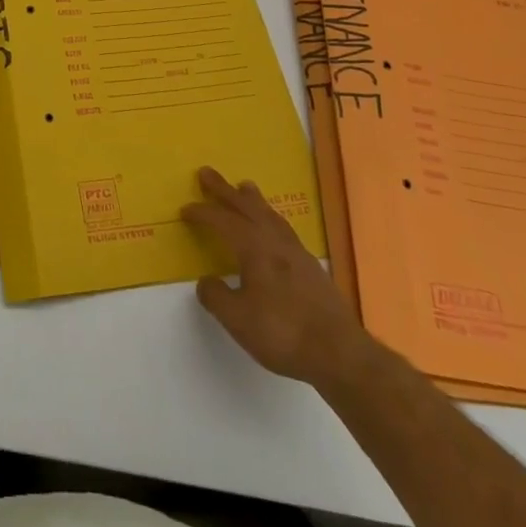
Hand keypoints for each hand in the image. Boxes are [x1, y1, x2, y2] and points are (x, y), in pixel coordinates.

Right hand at [182, 166, 374, 389]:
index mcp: (253, 247)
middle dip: (224, 190)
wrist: (340, 354)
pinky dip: (270, 217)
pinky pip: (283, 228)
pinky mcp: (310, 267)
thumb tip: (206, 281)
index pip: (222, 221)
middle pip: (246, 207)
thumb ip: (216, 297)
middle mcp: (274, 241)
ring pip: (269, 214)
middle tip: (206, 173)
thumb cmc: (283, 333)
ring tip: (243, 186)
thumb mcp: (238, 320)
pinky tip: (272, 226)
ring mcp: (296, 252)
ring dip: (251, 199)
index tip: (185, 211)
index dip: (202, 214)